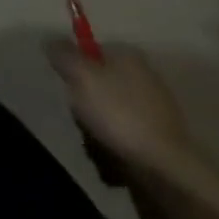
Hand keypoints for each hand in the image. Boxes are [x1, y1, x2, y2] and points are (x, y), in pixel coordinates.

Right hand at [44, 41, 198, 174]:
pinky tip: (114, 169)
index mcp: (129, 58)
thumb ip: (62, 54)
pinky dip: (113, 159)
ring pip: (106, 122)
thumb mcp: (81, 75)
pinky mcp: (157, 151)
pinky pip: (122, 148)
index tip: (70, 88)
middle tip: (83, 123)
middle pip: (97, 90)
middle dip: (84, 110)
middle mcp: (143, 82)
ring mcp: (153, 119)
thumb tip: (51, 42)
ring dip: (95, 139)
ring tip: (99, 152)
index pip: (91, 52)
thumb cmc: (120, 116)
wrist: (167, 176)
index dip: (76, 69)